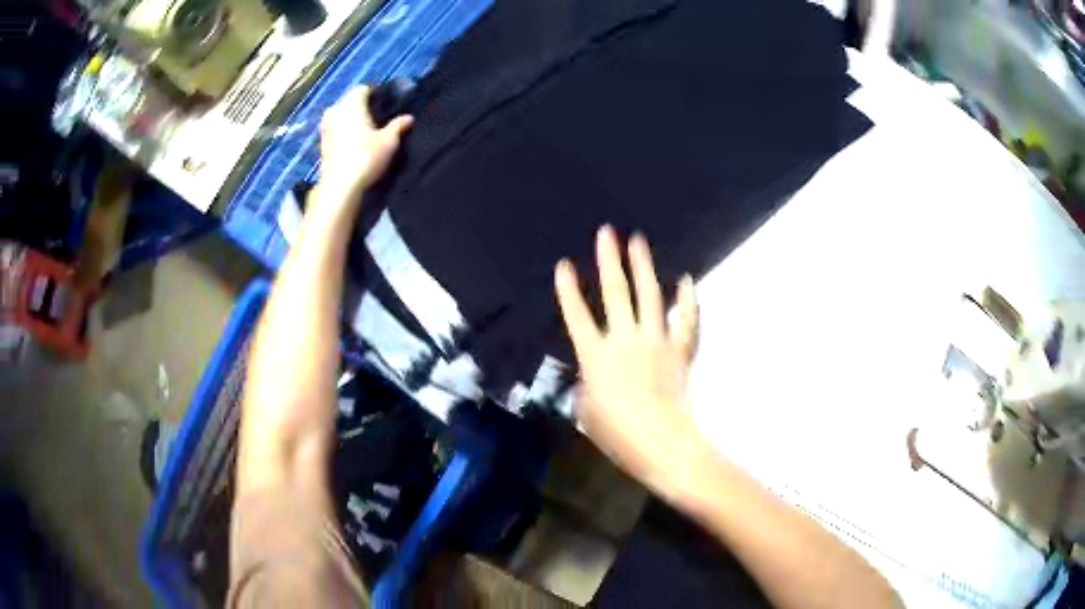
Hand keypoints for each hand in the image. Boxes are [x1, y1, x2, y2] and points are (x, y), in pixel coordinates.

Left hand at [317, 86, 412, 203]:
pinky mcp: (321, 144)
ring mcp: (325, 127)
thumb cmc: (366, 157)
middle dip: (360, 105)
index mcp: (352, 104)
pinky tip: (351, 142)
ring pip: (339, 115)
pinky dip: (341, 131)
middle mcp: (336, 111)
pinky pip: (333, 129)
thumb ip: (398, 126)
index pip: (362, 89)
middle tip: (375, 116)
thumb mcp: (389, 141)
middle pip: (348, 101)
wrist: (340, 186)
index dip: (374, 94)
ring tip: (363, 129)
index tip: (384, 103)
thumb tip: (408, 118)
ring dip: (348, 118)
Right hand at [555, 226, 707, 496]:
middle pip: (616, 293)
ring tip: (638, 241)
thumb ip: (588, 384)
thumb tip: (595, 374)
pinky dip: (688, 300)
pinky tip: (687, 280)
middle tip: (607, 232)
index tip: (564, 265)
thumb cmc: (617, 434)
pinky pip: (686, 320)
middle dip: (609, 260)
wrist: (661, 442)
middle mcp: (625, 340)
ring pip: (649, 296)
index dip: (568, 290)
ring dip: (643, 267)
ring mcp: (655, 342)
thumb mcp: (586, 411)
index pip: (577, 316)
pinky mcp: (679, 351)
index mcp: (596, 356)